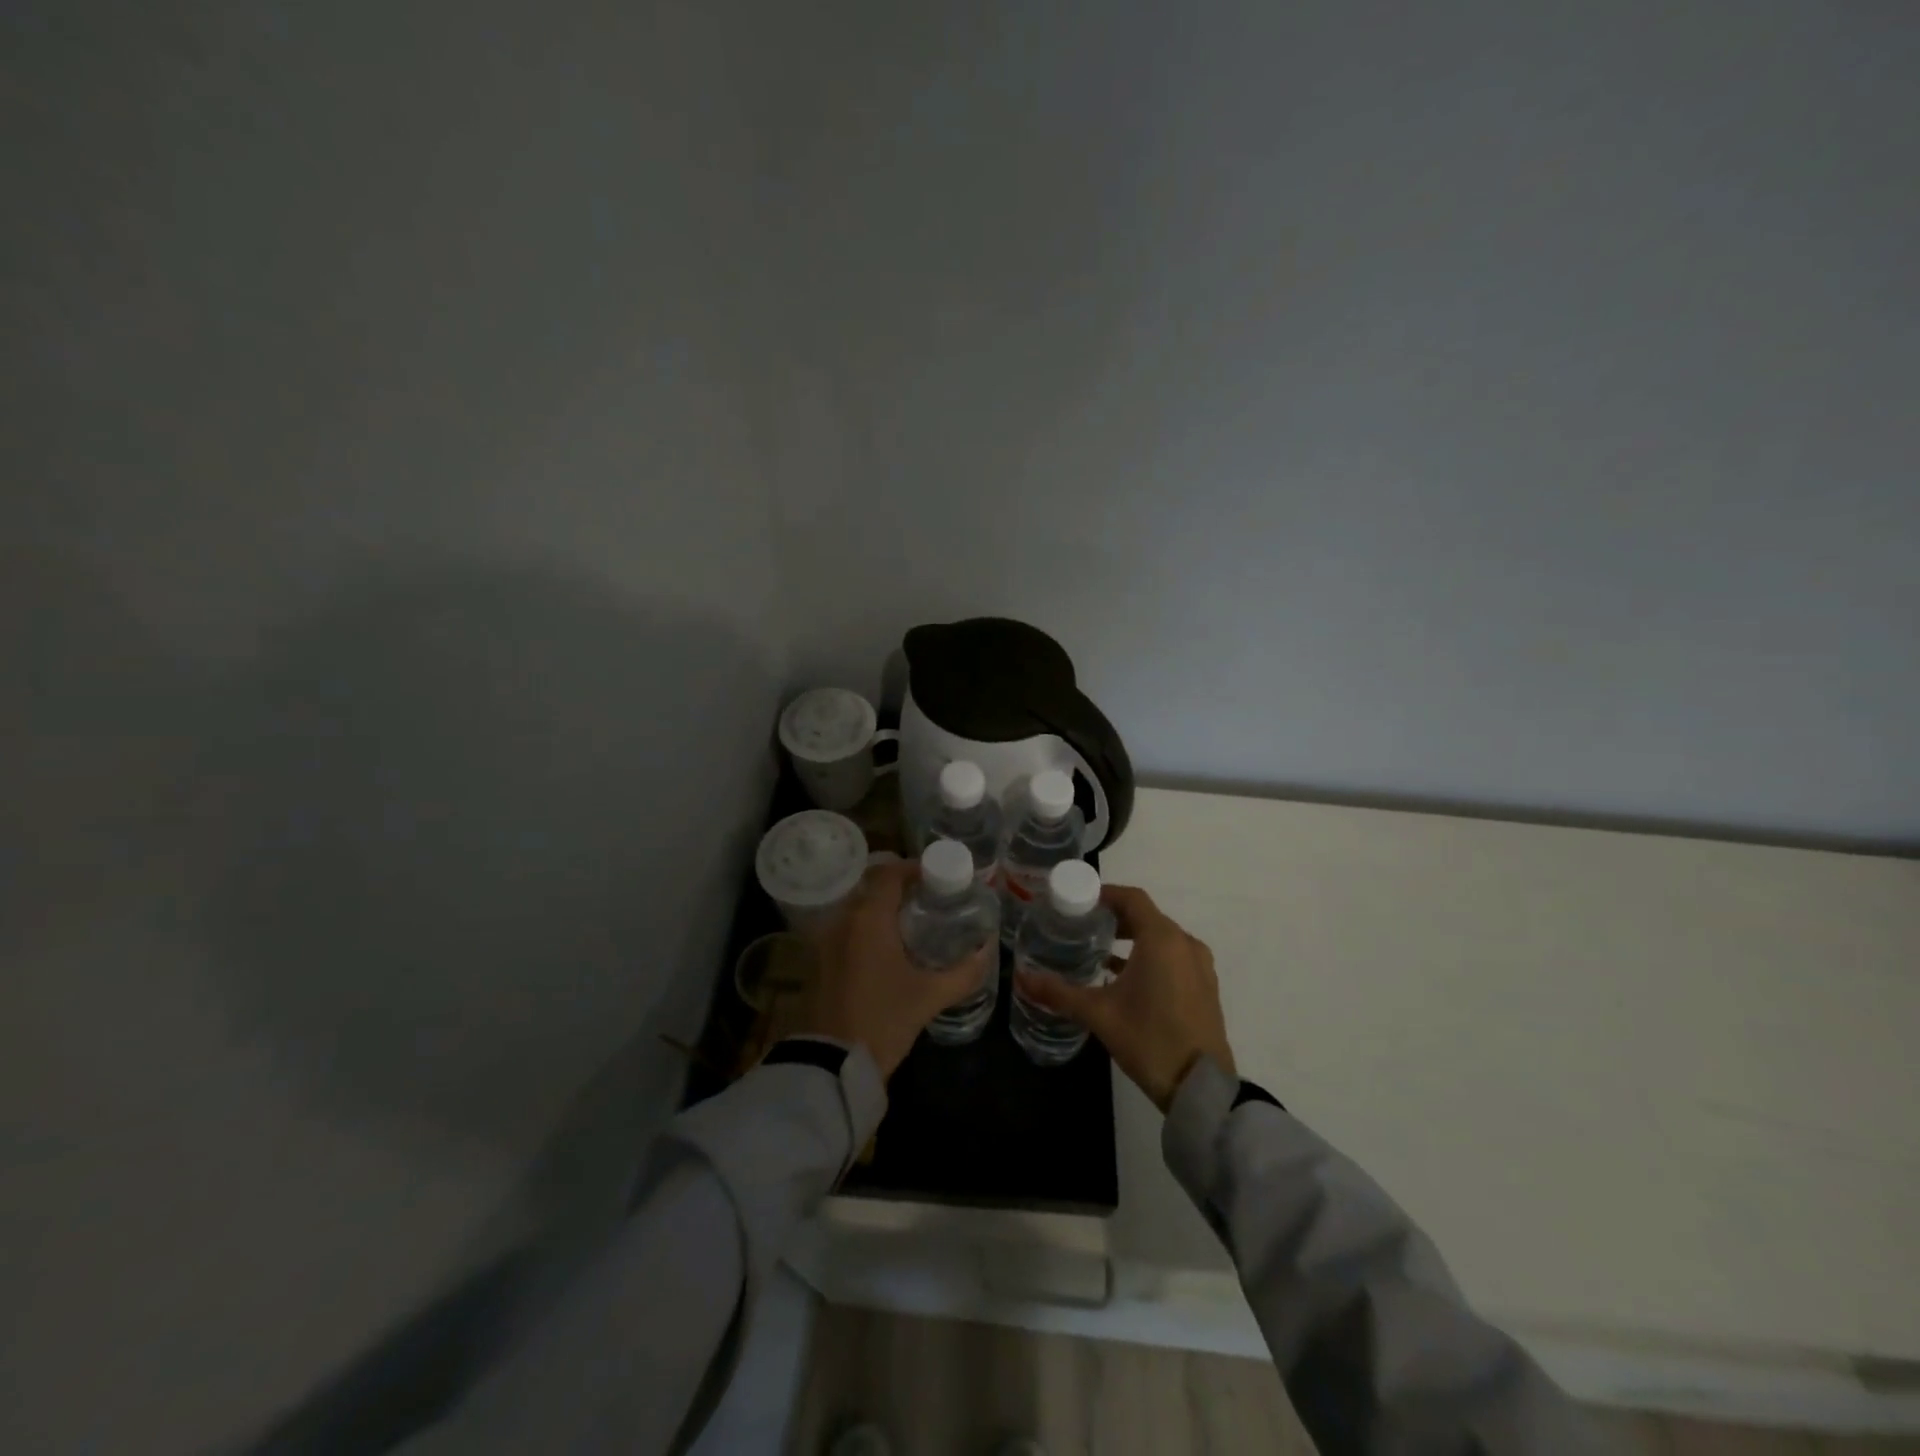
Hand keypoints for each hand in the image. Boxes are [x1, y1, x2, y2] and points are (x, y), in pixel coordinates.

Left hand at [792, 858, 994, 1078]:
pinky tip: (885, 951)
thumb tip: (988, 950)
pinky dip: (865, 930)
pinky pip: (844, 930)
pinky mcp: (817, 962)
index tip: (935, 877)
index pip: (889, 872)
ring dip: (880, 909)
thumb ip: (964, 972)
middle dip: (899, 888)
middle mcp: (843, 920)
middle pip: (871, 887)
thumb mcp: (930, 996)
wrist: (832, 1065)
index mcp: (869, 918)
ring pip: (856, 909)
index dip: (912, 868)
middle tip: (927, 901)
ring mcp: (824, 941)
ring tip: (910, 925)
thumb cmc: (883, 1020)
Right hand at [1015, 883, 1233, 1111]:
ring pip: (1161, 937)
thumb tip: (1021, 977)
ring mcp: (1199, 966)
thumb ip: (1059, 992)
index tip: (1078, 902)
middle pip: (1146, 916)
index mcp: (1161, 939)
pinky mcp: (1205, 987)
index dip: (1104, 894)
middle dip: (1115, 918)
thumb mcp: (1098, 1014)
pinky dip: (1150, 957)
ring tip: (1100, 952)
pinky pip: (1174, 957)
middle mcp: (1184, 943)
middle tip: (1082, 927)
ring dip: (1133, 939)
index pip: (1131, 898)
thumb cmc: (1149, 1040)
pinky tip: (1125, 979)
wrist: (1201, 1088)